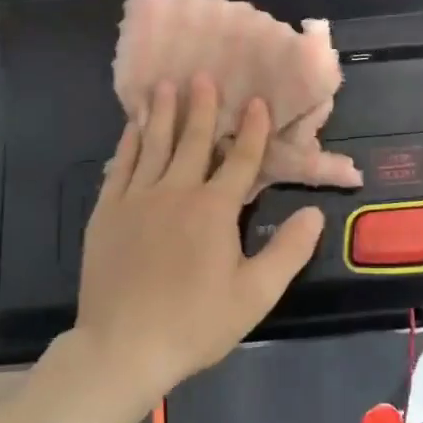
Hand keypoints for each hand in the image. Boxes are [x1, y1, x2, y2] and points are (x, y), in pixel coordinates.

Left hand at [74, 74, 325, 406]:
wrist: (123, 346)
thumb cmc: (195, 323)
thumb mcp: (254, 295)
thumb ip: (288, 251)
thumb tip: (314, 213)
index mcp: (215, 209)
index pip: (241, 160)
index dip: (252, 129)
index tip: (256, 101)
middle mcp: (176, 191)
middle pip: (193, 140)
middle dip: (202, 106)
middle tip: (204, 75)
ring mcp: (137, 198)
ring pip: (154, 144)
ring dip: (163, 113)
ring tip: (166, 84)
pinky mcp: (108, 211)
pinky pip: (121, 165)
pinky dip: (129, 142)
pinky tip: (133, 126)